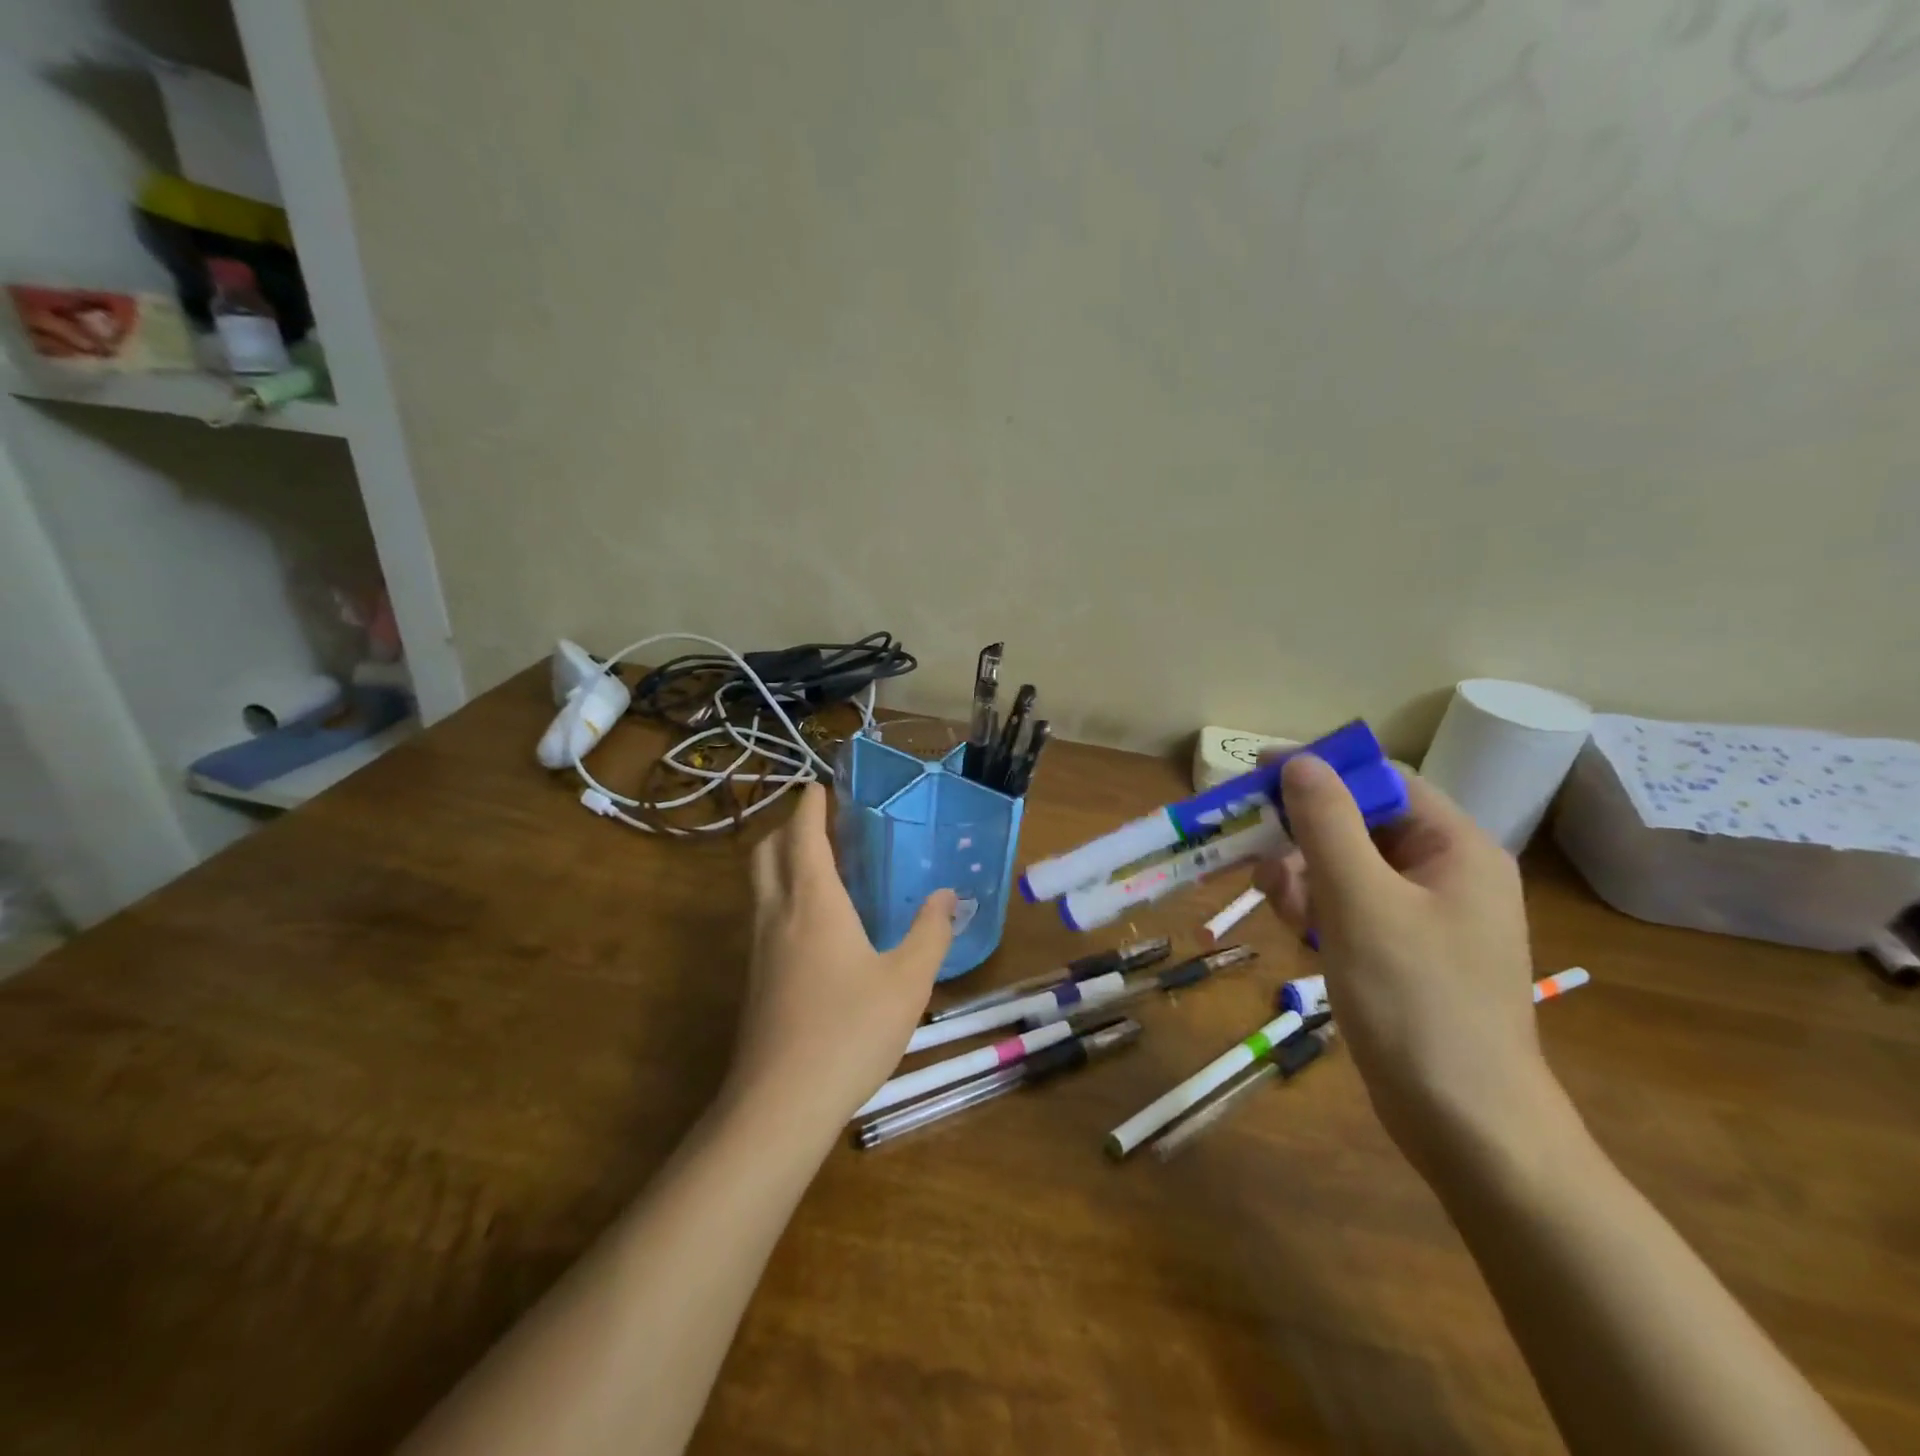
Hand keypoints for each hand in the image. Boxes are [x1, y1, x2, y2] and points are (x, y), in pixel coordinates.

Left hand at [729, 785, 954, 1129]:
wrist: (780, 1103)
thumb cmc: (850, 1030)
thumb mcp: (908, 980)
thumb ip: (931, 933)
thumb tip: (947, 896)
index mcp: (813, 901)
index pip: (803, 835)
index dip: (809, 806)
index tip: (818, 785)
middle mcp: (777, 914)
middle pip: (766, 852)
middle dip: (787, 828)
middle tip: (818, 823)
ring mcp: (758, 948)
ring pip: (759, 885)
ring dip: (779, 860)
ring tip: (816, 864)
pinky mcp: (753, 979)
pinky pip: (762, 915)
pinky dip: (780, 895)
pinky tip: (810, 924)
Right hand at [1253, 755, 1544, 1170]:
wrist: (1467, 1126)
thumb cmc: (1417, 1002)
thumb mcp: (1361, 903)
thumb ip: (1327, 825)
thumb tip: (1299, 762)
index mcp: (1455, 848)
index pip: (1381, 781)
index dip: (1319, 772)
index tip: (1256, 776)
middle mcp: (1445, 872)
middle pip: (1359, 824)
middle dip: (1304, 838)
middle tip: (1258, 859)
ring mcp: (1424, 915)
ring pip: (1346, 867)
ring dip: (1303, 877)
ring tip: (1281, 908)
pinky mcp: (1402, 951)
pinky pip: (1349, 907)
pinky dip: (1317, 911)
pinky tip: (1299, 936)